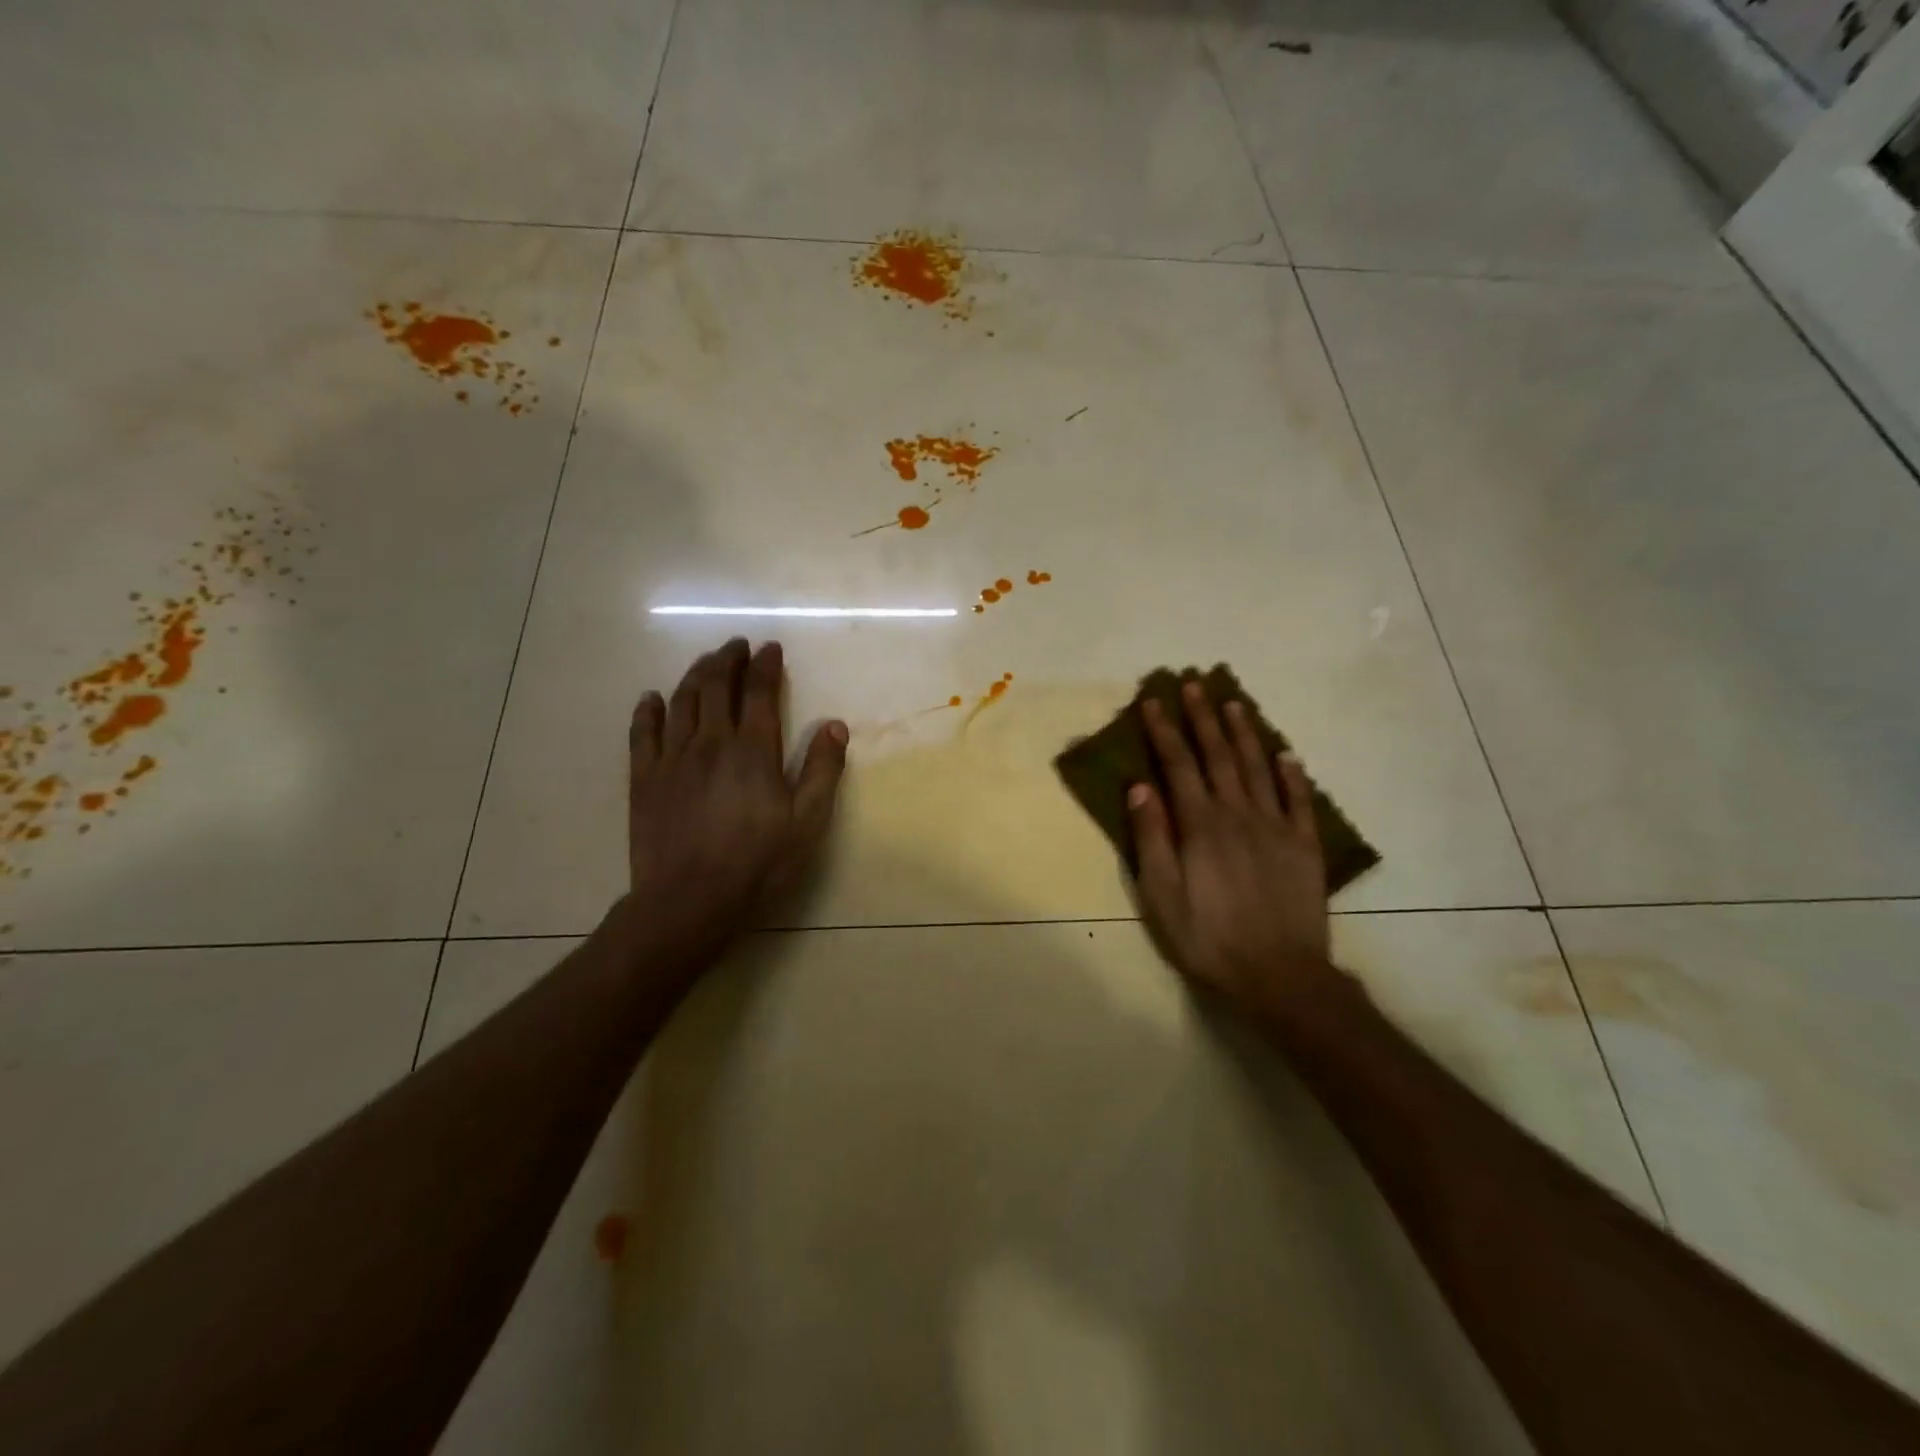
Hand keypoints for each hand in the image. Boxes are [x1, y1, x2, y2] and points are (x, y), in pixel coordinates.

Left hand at [623, 639, 847, 960]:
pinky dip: (648, 710)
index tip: (771, 648)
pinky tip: (651, 698)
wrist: (690, 900)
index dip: (766, 665)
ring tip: (706, 661)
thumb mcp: (808, 821)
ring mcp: (672, 758)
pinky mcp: (644, 779)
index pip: (759, 692)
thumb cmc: (758, 863)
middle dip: (728, 659)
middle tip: (737, 644)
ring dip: (695, 674)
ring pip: (681, 701)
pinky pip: (643, 733)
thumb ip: (823, 770)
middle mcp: (710, 742)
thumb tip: (835, 725)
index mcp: (753, 750)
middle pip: (716, 686)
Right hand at [1128, 682, 1331, 1022]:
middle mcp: (1238, 814)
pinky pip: (1299, 800)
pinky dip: (1293, 773)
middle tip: (1194, 685)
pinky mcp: (1304, 845)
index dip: (1164, 730)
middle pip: (1219, 756)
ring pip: (1259, 767)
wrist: (1279, 976)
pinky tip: (1287, 754)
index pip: (1178, 765)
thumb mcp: (1161, 895)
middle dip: (1203, 718)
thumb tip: (1140, 787)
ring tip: (1234, 704)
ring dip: (1245, 733)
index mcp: (1200, 825)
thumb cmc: (1208, 939)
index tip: (1152, 701)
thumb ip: (1151, 838)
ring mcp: (1276, 827)